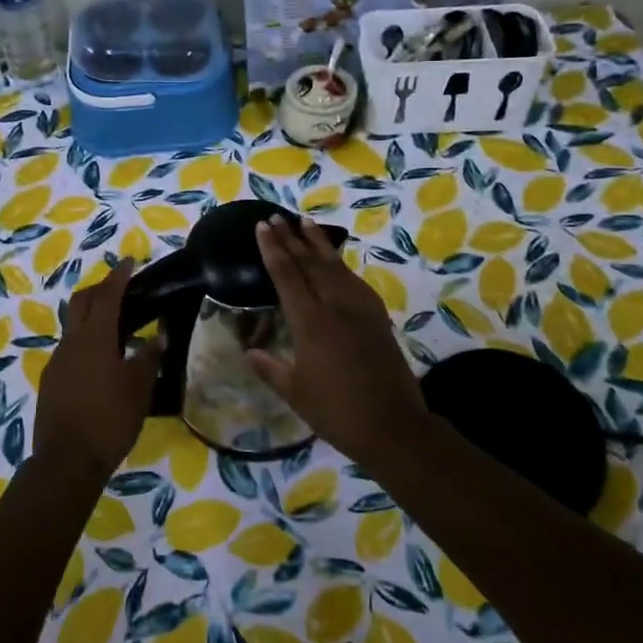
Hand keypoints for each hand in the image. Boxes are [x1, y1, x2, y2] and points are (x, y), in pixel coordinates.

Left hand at [33, 263, 162, 481]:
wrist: (66, 461)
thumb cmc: (109, 420)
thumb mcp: (139, 389)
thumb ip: (149, 358)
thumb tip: (159, 337)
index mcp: (95, 337)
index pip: (108, 295)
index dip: (119, 276)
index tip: (130, 261)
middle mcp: (71, 342)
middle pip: (81, 302)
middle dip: (98, 289)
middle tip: (119, 287)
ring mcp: (56, 362)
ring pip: (72, 327)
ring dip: (91, 318)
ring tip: (116, 328)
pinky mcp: (50, 382)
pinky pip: (69, 350)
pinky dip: (85, 343)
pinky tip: (100, 362)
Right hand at [249, 217, 427, 461]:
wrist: (392, 425)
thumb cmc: (336, 412)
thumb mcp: (295, 393)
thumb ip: (270, 368)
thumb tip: (249, 350)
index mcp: (310, 323)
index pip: (287, 275)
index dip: (273, 249)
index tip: (262, 226)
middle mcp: (335, 306)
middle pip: (310, 263)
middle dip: (291, 238)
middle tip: (277, 217)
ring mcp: (360, 309)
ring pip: (335, 266)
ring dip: (318, 243)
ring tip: (304, 223)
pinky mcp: (377, 317)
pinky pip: (354, 281)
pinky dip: (340, 264)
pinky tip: (335, 261)